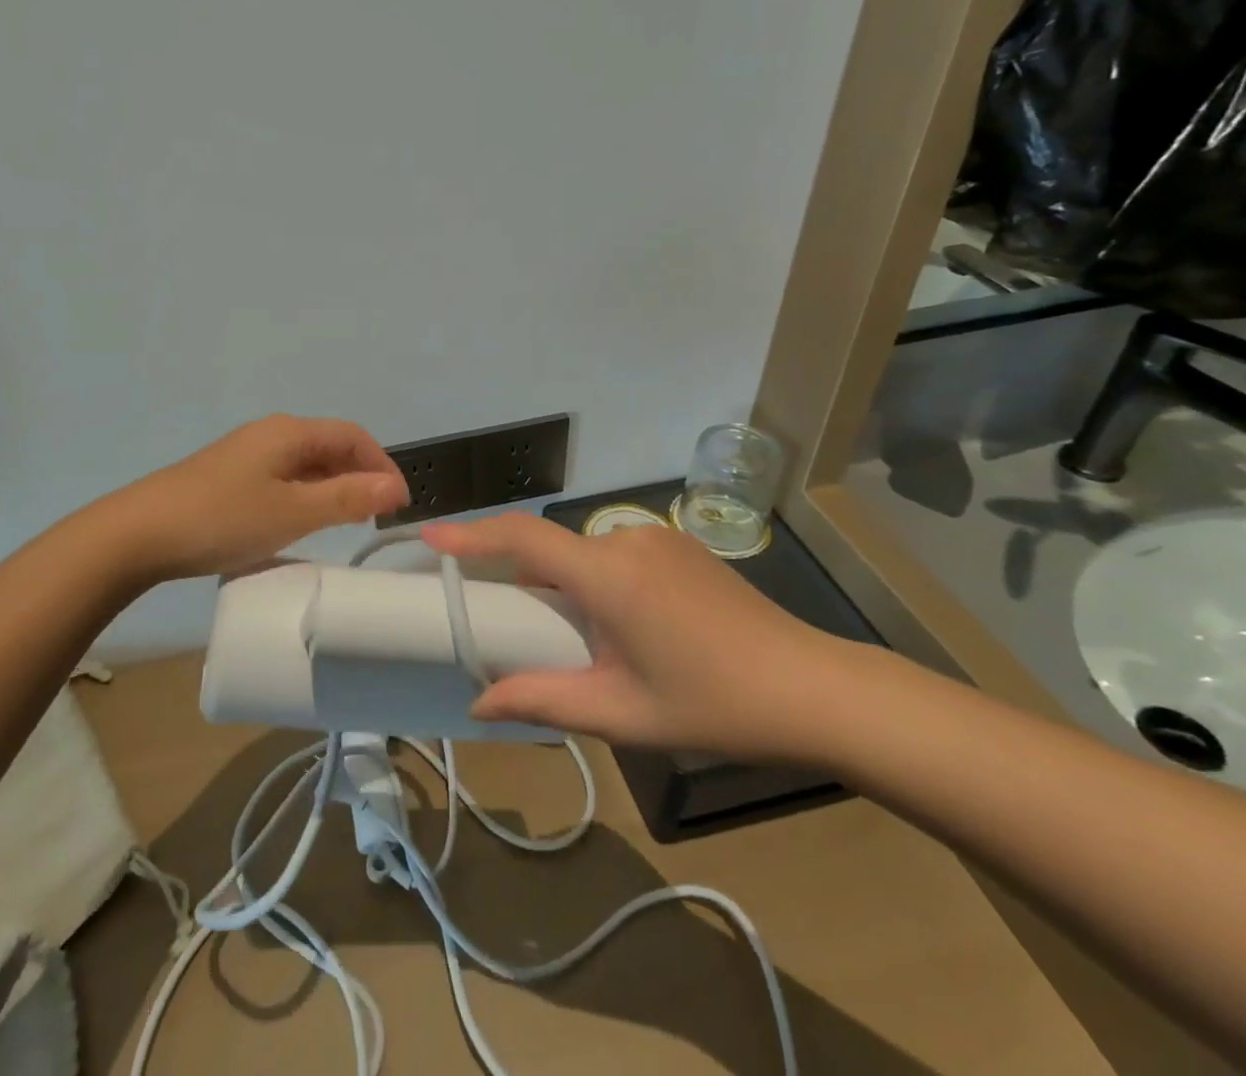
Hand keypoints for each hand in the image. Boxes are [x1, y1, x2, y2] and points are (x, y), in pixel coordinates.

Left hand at [107, 415, 408, 582]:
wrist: (139, 534)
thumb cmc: (223, 518)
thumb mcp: (294, 512)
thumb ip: (347, 497)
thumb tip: (396, 486)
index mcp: (290, 432)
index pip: (353, 436)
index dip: (382, 465)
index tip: (400, 504)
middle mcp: (271, 433)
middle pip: (330, 446)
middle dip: (360, 476)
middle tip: (376, 518)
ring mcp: (247, 455)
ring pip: (306, 464)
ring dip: (333, 488)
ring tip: (345, 523)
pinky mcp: (230, 477)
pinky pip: (283, 479)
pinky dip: (305, 496)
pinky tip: (300, 523)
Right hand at [421, 515, 861, 763]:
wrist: (815, 689)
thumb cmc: (712, 704)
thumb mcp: (621, 712)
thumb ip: (543, 700)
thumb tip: (478, 704)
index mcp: (607, 574)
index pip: (522, 538)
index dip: (472, 534)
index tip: (430, 536)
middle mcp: (626, 540)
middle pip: (551, 549)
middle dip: (524, 581)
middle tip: (515, 628)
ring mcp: (657, 539)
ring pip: (584, 553)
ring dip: (566, 585)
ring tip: (582, 642)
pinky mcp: (679, 547)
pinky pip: (616, 554)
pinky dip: (598, 580)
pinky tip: (626, 628)